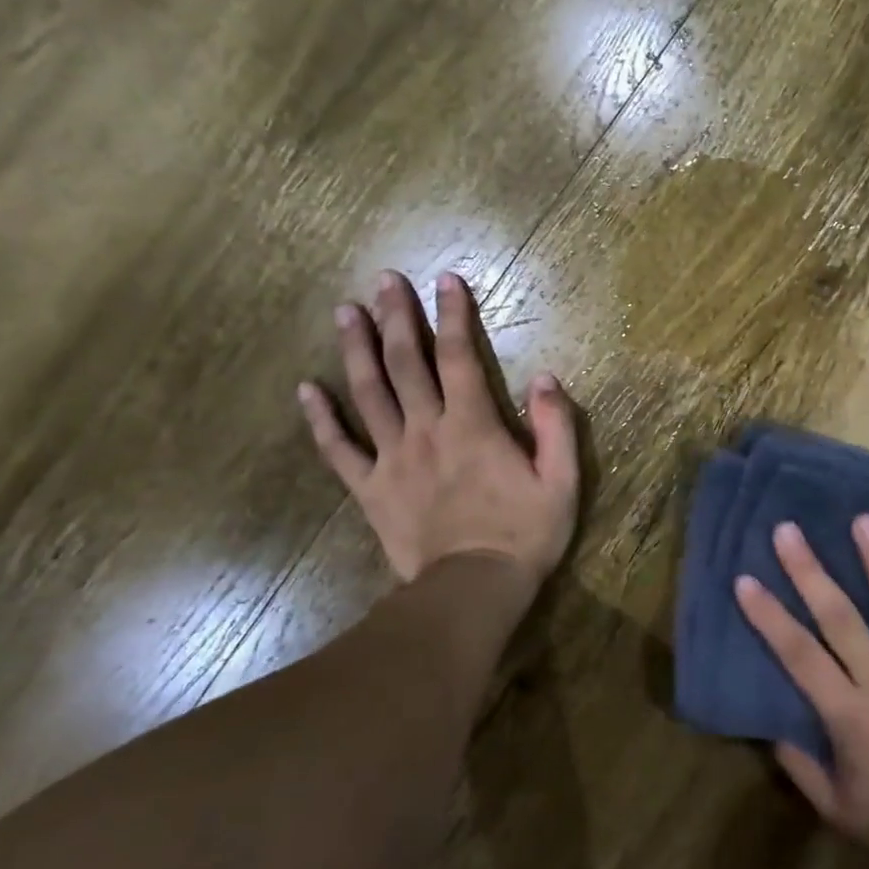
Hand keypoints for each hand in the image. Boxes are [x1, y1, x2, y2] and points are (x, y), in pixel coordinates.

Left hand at [298, 270, 580, 596]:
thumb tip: (545, 377)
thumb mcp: (561, 481)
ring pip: (368, 394)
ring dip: (356, 350)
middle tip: (384, 280)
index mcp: (473, 425)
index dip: (452, 314)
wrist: (472, 589)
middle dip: (396, 317)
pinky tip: (307, 390)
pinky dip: (321, 419)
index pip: (458, 356)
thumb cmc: (524, 534)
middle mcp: (427, 430)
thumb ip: (555, 426)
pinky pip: (338, 450)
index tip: (445, 279)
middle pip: (405, 363)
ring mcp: (392, 458)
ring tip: (344, 312)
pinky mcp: (370, 488)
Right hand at [734, 516, 868, 868]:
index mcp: (850, 716)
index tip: (746, 578)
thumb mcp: (836, 808)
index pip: (798, 654)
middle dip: (810, 571)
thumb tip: (772, 726)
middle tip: (789, 530)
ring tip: (864, 521)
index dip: (769, 616)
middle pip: (841, 618)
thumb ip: (800, 764)